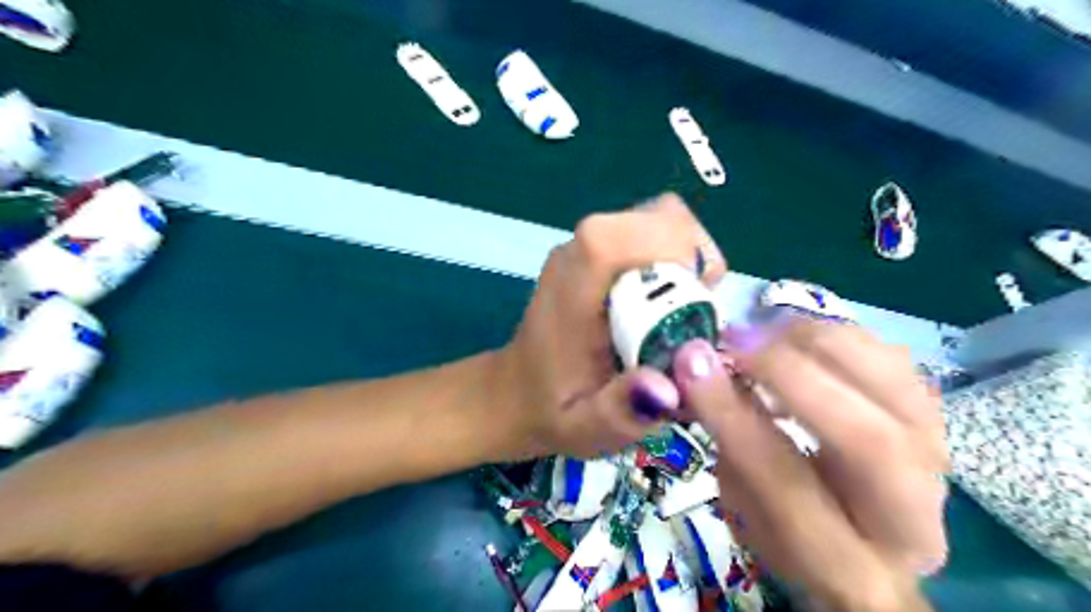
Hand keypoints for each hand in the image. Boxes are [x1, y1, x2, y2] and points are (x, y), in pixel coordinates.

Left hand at [501, 192, 722, 459]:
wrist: (518, 392)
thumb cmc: (552, 409)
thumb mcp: (585, 428)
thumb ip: (620, 413)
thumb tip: (668, 389)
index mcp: (572, 290)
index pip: (615, 237)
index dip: (671, 249)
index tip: (699, 295)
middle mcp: (577, 255)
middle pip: (654, 216)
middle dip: (693, 256)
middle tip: (699, 309)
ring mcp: (585, 247)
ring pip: (658, 218)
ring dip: (687, 255)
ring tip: (687, 306)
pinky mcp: (596, 251)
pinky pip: (650, 232)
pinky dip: (675, 256)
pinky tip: (668, 300)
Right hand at [676, 318, 945, 608]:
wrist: (867, 539)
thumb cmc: (790, 533)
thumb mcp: (742, 507)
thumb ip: (726, 442)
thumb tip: (698, 363)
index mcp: (846, 568)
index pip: (787, 487)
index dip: (734, 418)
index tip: (692, 365)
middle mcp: (910, 520)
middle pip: (867, 440)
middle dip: (789, 375)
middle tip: (733, 343)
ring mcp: (936, 462)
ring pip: (894, 387)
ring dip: (815, 343)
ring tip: (761, 333)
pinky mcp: (936, 419)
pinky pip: (894, 358)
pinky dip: (837, 334)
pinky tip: (793, 336)